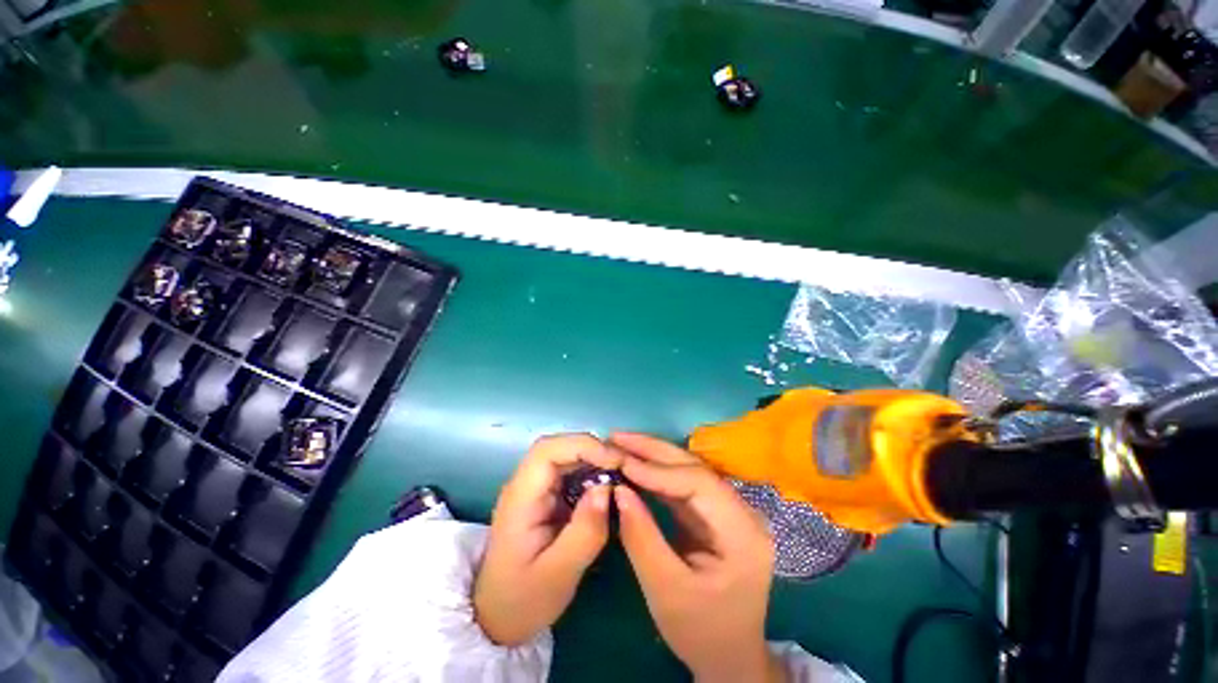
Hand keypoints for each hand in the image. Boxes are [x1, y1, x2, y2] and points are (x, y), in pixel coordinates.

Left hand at [474, 434, 622, 645]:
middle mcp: (526, 485)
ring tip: (620, 476)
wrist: (497, 618)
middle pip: (559, 448)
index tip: (613, 461)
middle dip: (593, 450)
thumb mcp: (558, 576)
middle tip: (624, 467)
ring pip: (566, 457)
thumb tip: (606, 489)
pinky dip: (591, 474)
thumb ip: (584, 533)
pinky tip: (607, 489)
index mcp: (521, 498)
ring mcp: (535, 489)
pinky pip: (570, 473)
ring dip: (594, 460)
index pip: (547, 451)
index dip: (582, 446)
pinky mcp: (545, 497)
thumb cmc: (522, 600)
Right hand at [611, 433, 784, 682]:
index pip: (699, 484)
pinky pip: (683, 487)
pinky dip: (656, 475)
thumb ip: (642, 537)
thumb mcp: (666, 590)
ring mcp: (728, 511)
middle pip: (695, 468)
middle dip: (653, 450)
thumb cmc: (702, 632)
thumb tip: (619, 490)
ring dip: (653, 456)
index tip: (623, 462)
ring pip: (687, 471)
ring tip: (621, 445)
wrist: (728, 657)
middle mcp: (741, 513)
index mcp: (743, 533)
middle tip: (617, 437)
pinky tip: (636, 467)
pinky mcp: (713, 515)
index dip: (659, 470)